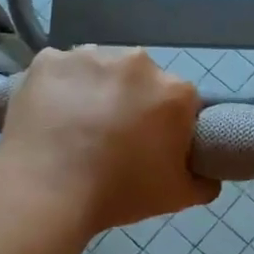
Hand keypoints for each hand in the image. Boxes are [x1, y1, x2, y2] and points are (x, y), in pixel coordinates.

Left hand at [0, 47, 217, 241]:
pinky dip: (57, 88)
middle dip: (131, 101)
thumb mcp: (177, 197)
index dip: (168, 124)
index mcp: (174, 91)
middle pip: (140, 79)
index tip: (150, 146)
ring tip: (75, 128)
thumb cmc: (118, 193)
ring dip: (94, 90)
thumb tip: (208, 175)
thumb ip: (204, 182)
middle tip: (111, 138)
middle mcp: (136, 62)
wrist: (46, 192)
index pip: (180, 102)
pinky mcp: (48, 59)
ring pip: (99, 70)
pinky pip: (60, 71)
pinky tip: (49, 117)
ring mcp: (89, 56)